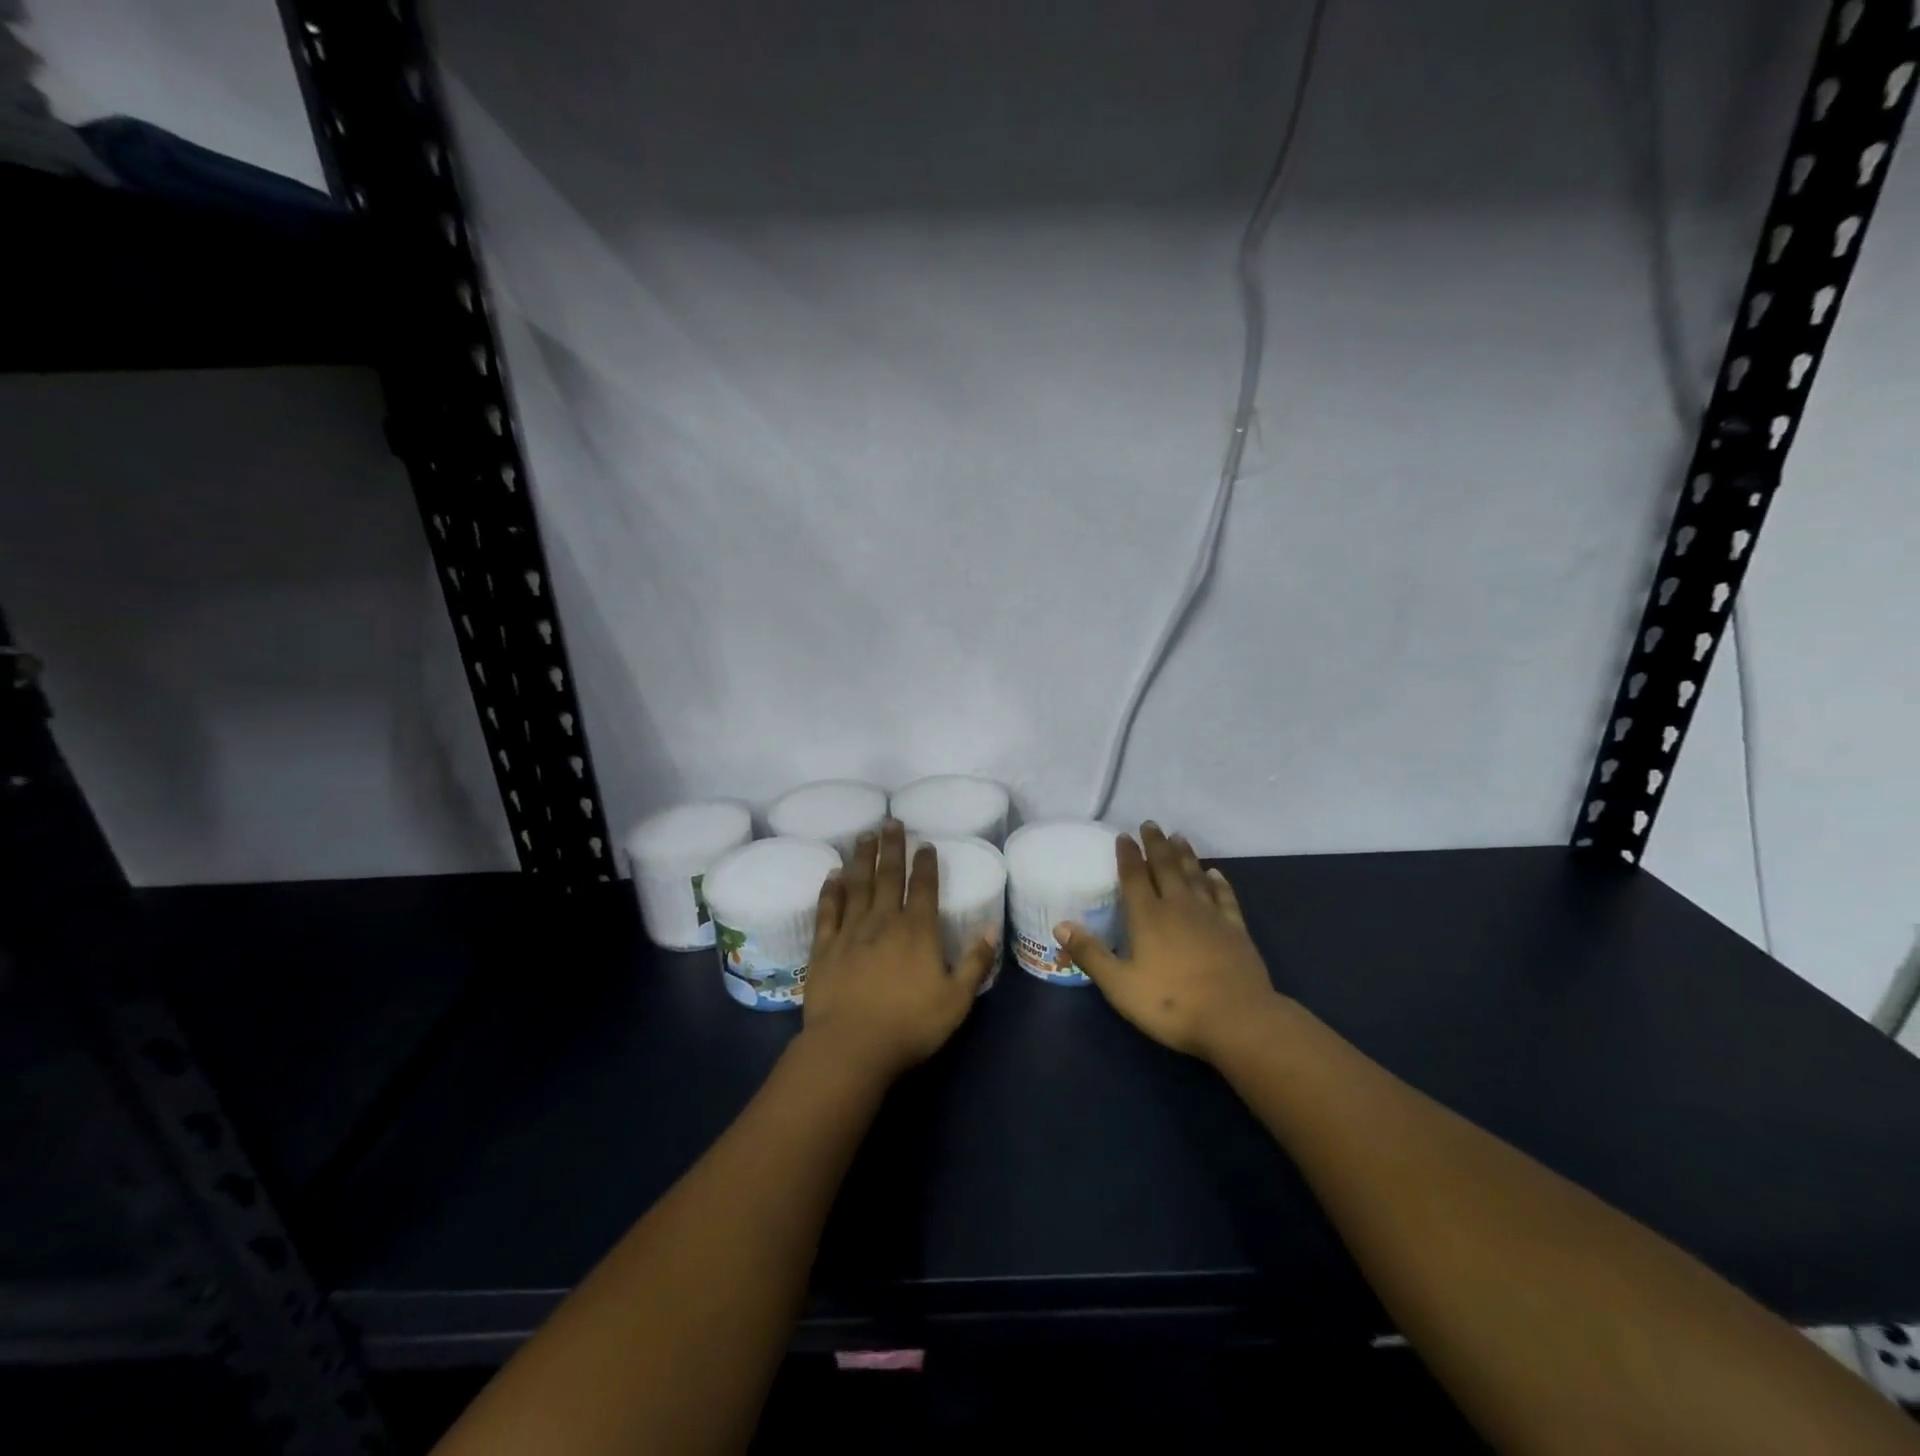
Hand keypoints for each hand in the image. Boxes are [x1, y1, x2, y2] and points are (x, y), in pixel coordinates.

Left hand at [800, 820, 997, 1082]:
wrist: (851, 1047)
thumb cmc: (909, 1025)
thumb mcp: (956, 1000)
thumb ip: (975, 963)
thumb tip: (989, 929)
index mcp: (917, 931)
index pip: (923, 887)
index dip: (925, 863)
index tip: (924, 843)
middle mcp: (883, 921)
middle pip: (888, 876)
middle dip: (891, 848)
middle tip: (891, 822)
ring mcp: (850, 932)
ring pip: (857, 885)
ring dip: (862, 858)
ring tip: (864, 836)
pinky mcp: (824, 947)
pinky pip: (828, 910)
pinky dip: (831, 890)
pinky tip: (832, 874)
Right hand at [1056, 822, 1285, 1063]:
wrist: (1237, 1019)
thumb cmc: (1172, 1004)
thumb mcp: (1120, 986)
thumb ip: (1091, 954)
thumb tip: (1060, 925)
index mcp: (1148, 917)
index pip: (1134, 877)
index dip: (1127, 855)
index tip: (1123, 835)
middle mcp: (1178, 907)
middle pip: (1165, 867)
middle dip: (1156, 845)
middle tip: (1150, 824)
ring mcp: (1210, 916)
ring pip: (1194, 876)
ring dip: (1185, 855)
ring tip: (1178, 837)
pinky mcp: (1235, 930)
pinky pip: (1224, 897)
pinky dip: (1218, 882)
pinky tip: (1215, 873)